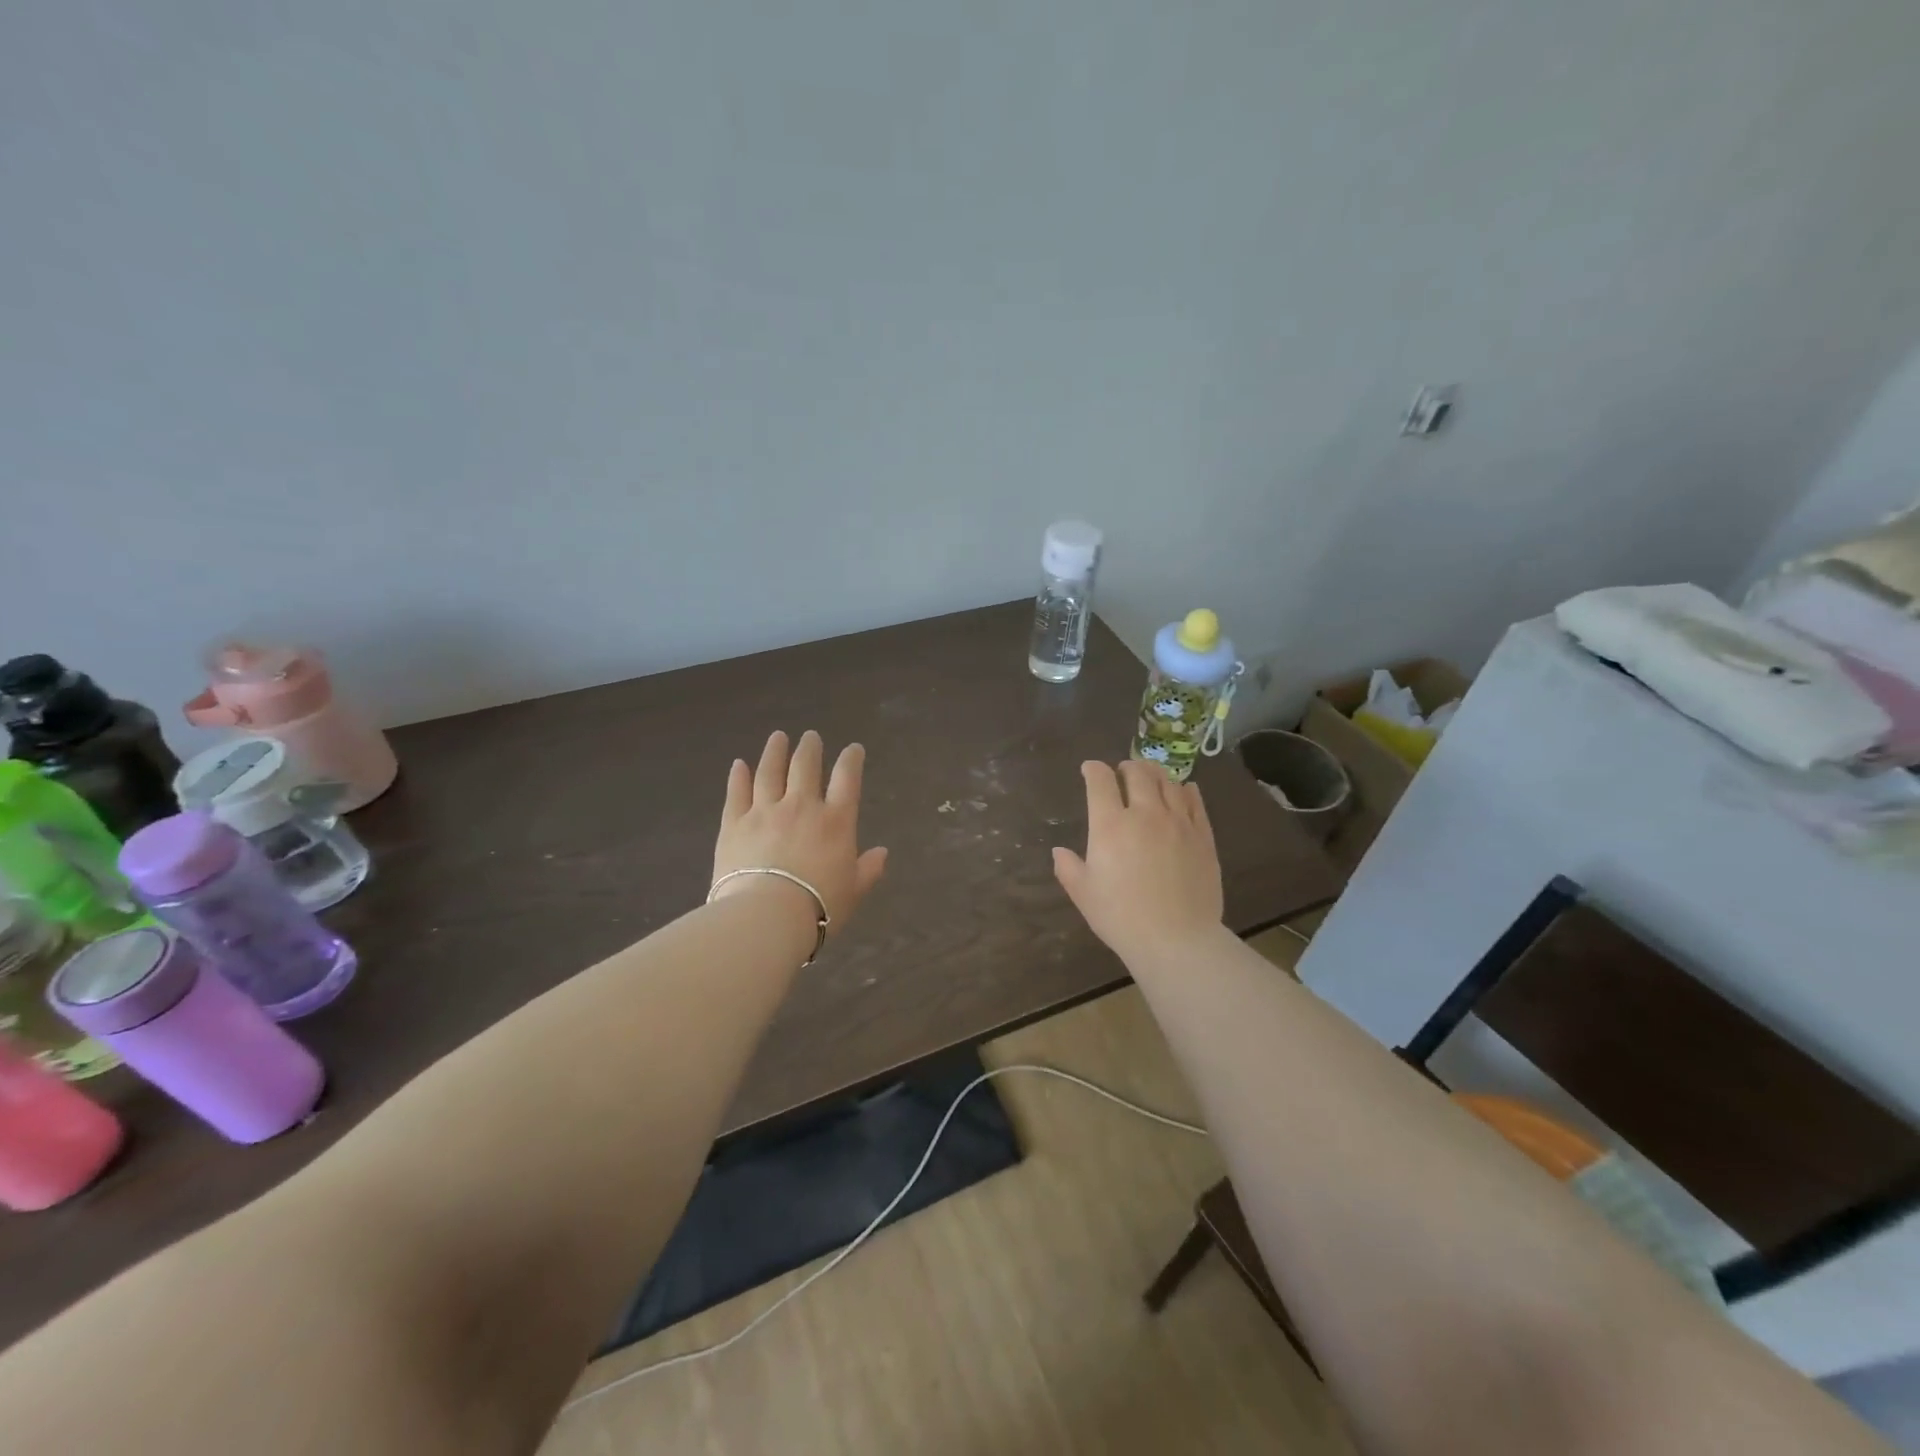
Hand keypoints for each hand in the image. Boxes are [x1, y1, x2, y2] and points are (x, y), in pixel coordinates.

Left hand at [712, 730, 888, 934]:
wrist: (766, 916)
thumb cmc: (819, 906)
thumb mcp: (854, 891)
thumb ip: (868, 869)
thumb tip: (882, 852)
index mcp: (836, 821)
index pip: (847, 779)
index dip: (851, 760)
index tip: (853, 748)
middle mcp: (801, 806)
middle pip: (805, 767)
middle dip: (810, 748)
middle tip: (810, 736)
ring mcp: (764, 811)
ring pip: (770, 772)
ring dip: (775, 752)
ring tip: (778, 737)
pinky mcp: (734, 824)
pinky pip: (736, 793)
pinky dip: (738, 776)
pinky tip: (739, 764)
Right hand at [1053, 760, 1223, 963]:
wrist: (1176, 939)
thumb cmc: (1121, 917)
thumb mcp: (1084, 895)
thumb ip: (1068, 868)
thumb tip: (1059, 852)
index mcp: (1110, 826)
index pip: (1100, 781)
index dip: (1093, 769)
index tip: (1090, 769)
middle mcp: (1145, 814)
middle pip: (1138, 773)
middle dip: (1127, 767)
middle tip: (1123, 772)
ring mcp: (1178, 822)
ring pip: (1167, 782)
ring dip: (1155, 774)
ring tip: (1150, 778)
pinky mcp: (1203, 835)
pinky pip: (1194, 801)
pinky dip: (1185, 790)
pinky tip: (1182, 791)